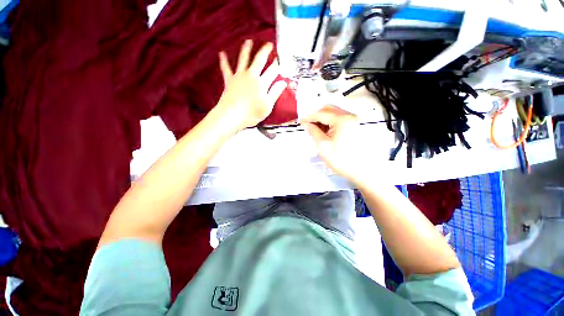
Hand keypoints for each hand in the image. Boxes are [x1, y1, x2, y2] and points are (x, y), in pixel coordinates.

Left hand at [215, 40, 287, 133]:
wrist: (231, 115)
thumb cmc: (251, 114)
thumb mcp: (267, 107)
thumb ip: (275, 93)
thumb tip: (283, 83)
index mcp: (262, 83)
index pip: (273, 71)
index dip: (278, 64)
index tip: (281, 59)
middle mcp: (251, 76)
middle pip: (259, 60)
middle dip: (265, 51)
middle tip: (269, 44)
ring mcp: (239, 76)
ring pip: (243, 59)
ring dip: (246, 49)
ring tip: (248, 41)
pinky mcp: (229, 80)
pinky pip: (226, 68)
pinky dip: (224, 61)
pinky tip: (222, 53)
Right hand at [303, 105, 370, 184]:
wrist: (360, 170)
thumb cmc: (341, 159)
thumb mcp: (323, 145)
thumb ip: (313, 131)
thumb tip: (307, 124)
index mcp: (342, 120)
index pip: (321, 113)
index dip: (309, 117)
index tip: (301, 122)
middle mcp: (349, 116)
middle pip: (328, 109)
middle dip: (316, 116)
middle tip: (308, 126)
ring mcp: (353, 120)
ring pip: (333, 113)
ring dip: (323, 119)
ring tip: (316, 130)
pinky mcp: (353, 126)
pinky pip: (338, 119)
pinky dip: (329, 123)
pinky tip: (325, 132)